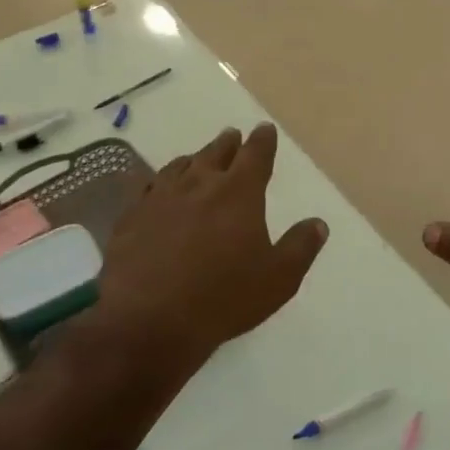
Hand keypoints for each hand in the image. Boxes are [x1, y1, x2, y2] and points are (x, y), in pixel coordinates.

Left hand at [97, 123, 327, 362]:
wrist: (147, 320)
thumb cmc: (222, 298)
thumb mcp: (278, 278)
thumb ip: (300, 247)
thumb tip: (318, 223)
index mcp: (239, 193)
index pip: (255, 155)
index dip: (262, 141)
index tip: (264, 130)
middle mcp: (200, 185)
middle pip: (216, 153)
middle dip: (228, 144)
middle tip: (232, 135)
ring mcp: (161, 199)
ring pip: (180, 166)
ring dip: (194, 158)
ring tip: (197, 157)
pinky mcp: (131, 218)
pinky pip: (149, 188)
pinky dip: (161, 181)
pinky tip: (158, 189)